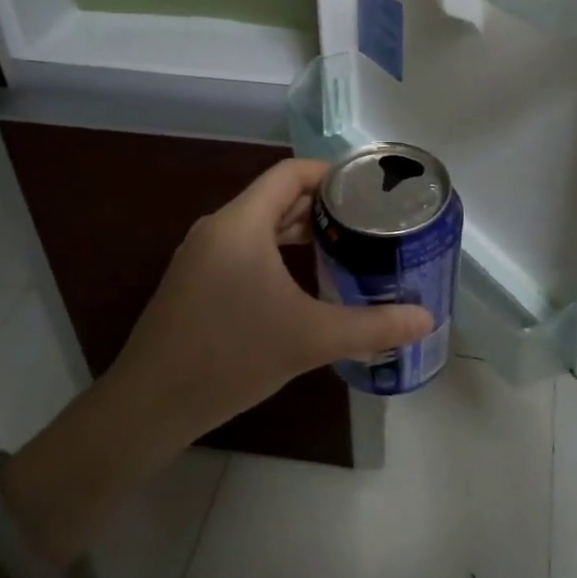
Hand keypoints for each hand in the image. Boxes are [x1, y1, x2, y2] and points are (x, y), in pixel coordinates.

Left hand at [1, 160, 431, 559]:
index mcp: (241, 223)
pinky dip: (276, 252)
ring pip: (259, 225)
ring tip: (343, 247)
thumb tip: (427, 320)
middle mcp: (218, 227)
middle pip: (276, 197)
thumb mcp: (310, 339)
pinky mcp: (194, 281)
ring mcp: (200, 254)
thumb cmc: (231, 356)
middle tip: (367, 222)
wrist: (150, 405)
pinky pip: (243, 248)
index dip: (331, 173)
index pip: (290, 172)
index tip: (369, 188)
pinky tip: (301, 282)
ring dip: (299, 231)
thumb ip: (373, 327)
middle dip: (322, 205)